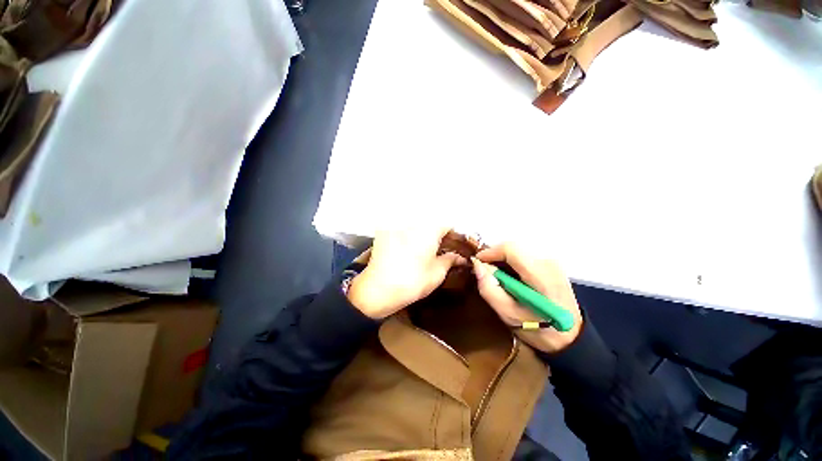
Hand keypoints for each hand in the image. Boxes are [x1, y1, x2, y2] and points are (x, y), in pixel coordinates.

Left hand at [347, 229, 466, 318]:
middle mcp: (412, 223)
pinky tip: (410, 251)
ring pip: (417, 227)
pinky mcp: (384, 233)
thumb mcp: (437, 273)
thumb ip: (450, 260)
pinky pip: (402, 231)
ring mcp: (396, 227)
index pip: (447, 225)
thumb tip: (459, 257)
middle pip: (431, 224)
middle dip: (439, 236)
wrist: (377, 290)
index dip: (454, 236)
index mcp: (428, 230)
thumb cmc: (412, 282)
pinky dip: (410, 238)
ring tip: (427, 252)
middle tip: (443, 251)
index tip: (455, 247)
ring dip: (425, 236)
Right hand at [472, 243, 582, 353]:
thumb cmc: (539, 330)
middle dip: (495, 256)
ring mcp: (552, 261)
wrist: (570, 338)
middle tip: (485, 273)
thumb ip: (490, 289)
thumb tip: (477, 266)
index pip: (510, 249)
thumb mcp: (508, 315)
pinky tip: (510, 277)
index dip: (490, 252)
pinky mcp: (551, 263)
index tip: (477, 263)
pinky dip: (511, 262)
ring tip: (497, 277)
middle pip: (513, 247)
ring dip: (502, 259)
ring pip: (517, 249)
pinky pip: (524, 255)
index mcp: (541, 276)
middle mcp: (548, 262)